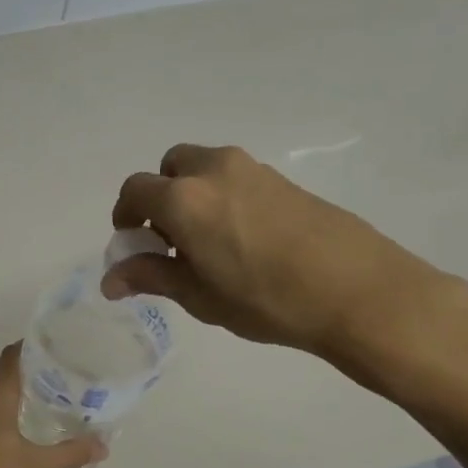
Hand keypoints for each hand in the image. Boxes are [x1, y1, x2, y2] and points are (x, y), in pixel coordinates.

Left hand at [0, 344, 105, 467]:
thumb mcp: (33, 466)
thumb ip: (69, 454)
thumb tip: (103, 446)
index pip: (13, 355)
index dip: (32, 348)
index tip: (53, 351)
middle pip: (2, 376)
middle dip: (24, 381)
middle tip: (51, 391)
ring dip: (5, 401)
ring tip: (30, 414)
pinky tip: (2, 435)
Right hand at [103, 144, 467, 382]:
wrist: (357, 291)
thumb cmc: (265, 300)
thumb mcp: (199, 296)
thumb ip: (151, 276)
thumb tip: (110, 280)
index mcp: (184, 198)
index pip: (135, 190)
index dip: (125, 216)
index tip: (133, 245)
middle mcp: (214, 170)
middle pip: (170, 167)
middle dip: (160, 196)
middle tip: (170, 239)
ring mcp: (253, 170)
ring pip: (205, 168)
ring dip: (193, 194)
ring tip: (207, 243)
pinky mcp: (284, 180)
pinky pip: (236, 178)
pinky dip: (223, 197)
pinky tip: (243, 239)